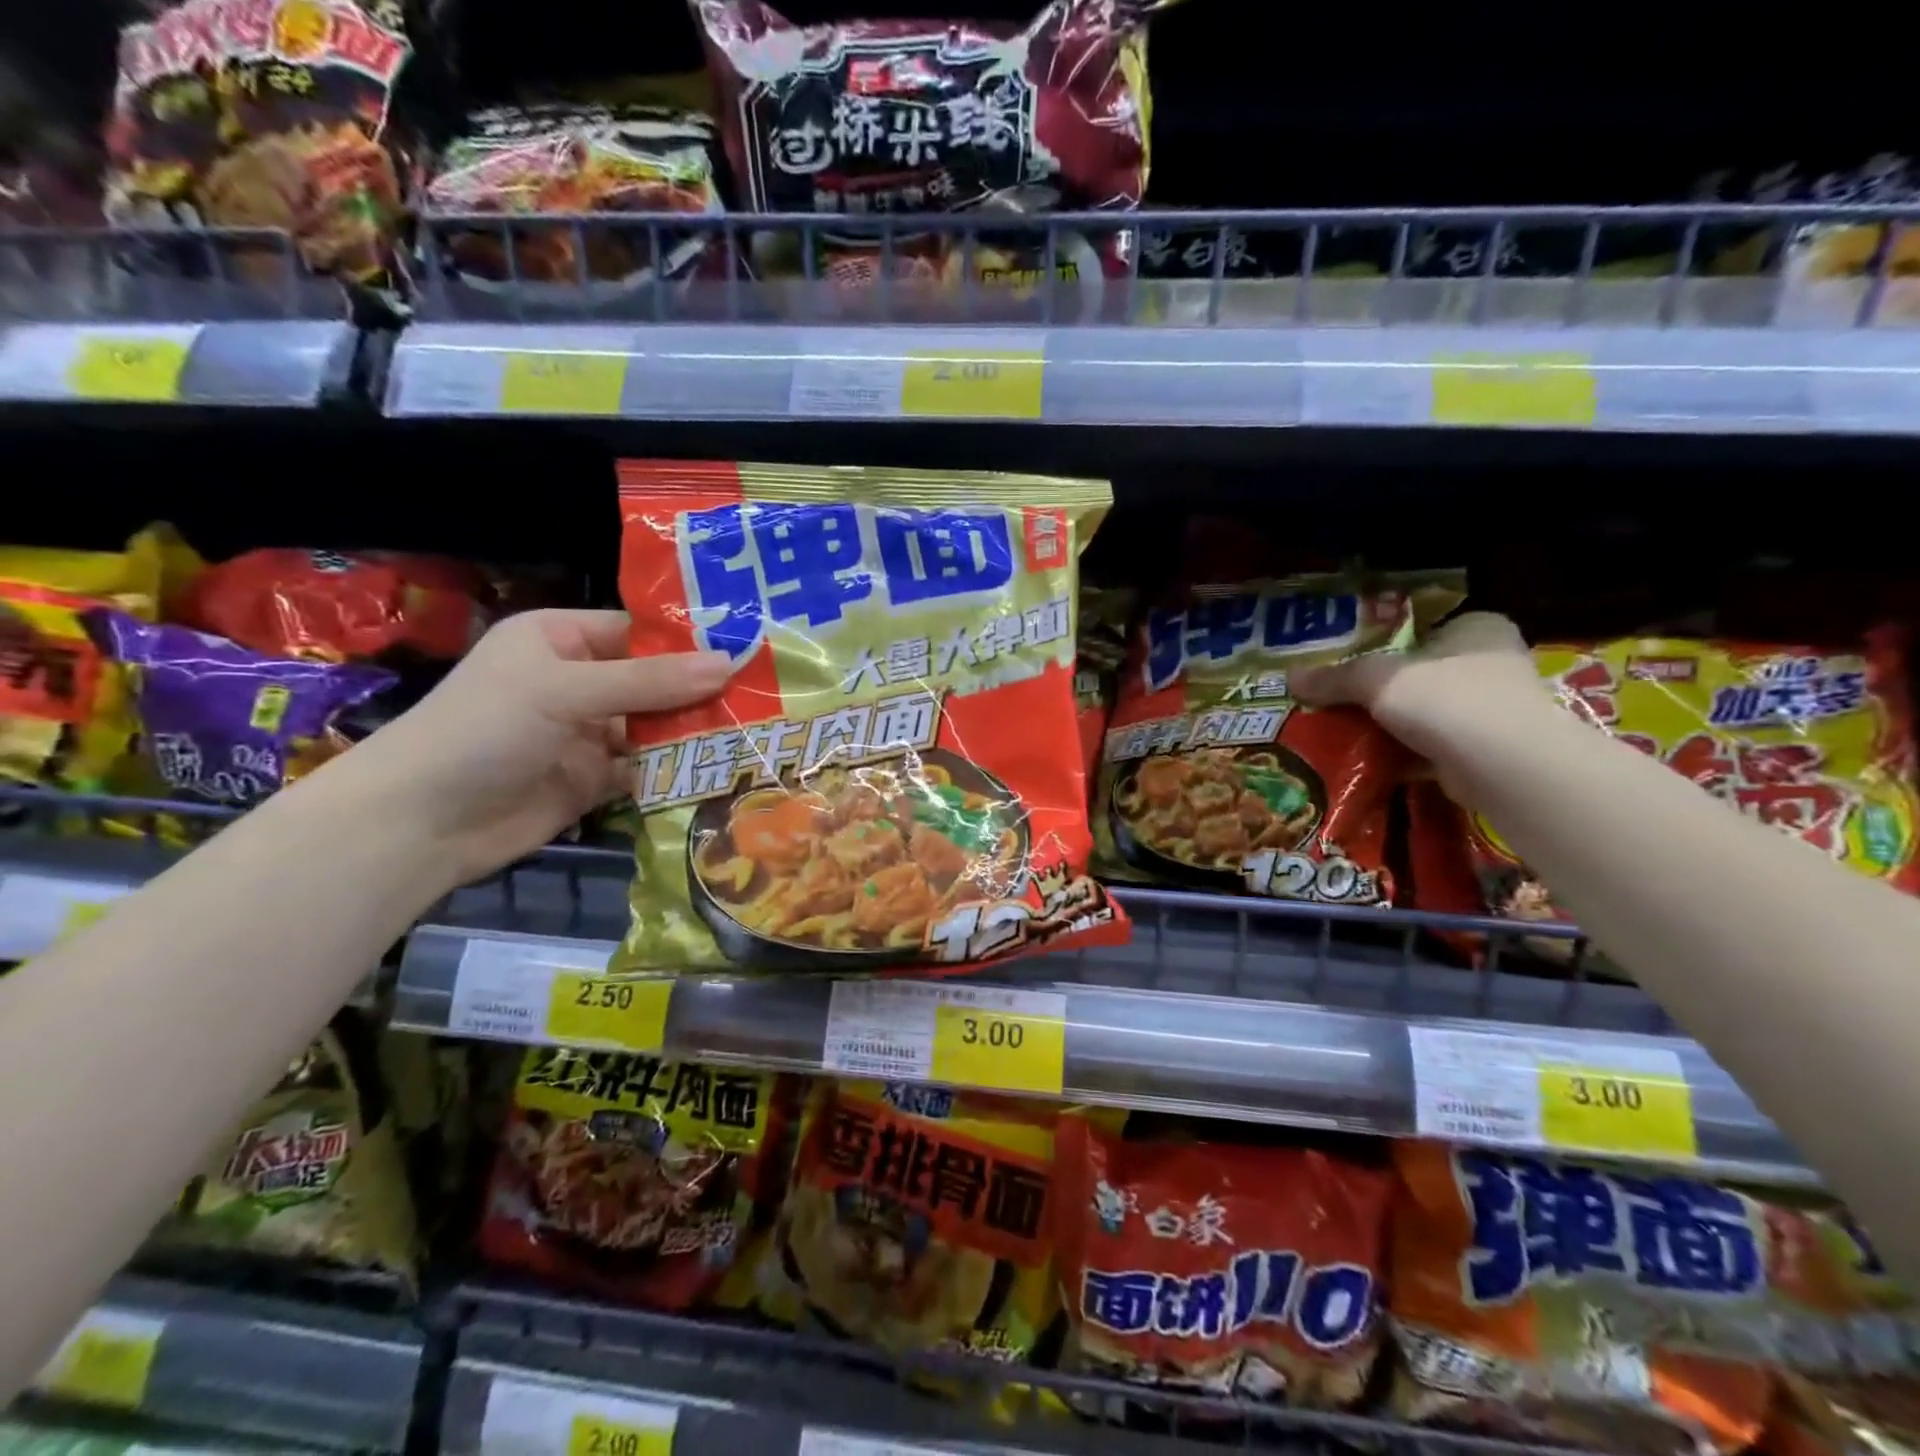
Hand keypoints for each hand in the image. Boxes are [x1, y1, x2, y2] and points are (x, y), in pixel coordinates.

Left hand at [344, 610, 730, 887]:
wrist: (421, 823)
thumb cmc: (486, 729)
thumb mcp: (566, 690)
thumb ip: (649, 681)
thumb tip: (729, 664)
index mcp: (561, 640)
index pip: (638, 632)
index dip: (689, 640)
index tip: (749, 648)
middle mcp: (577, 681)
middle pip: (653, 681)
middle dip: (700, 690)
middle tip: (766, 695)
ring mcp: (586, 733)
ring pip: (654, 727)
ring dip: (694, 731)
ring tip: (756, 731)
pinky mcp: (593, 780)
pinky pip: (645, 768)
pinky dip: (676, 769)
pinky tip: (721, 769)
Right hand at [1290, 612, 1557, 792]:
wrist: (1504, 766)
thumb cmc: (1446, 699)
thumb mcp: (1375, 679)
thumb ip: (1334, 677)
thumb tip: (1288, 678)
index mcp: (1476, 628)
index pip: (1422, 628)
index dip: (1383, 642)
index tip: (1346, 659)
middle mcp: (1490, 663)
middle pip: (1419, 672)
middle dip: (1380, 690)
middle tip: (1335, 697)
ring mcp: (1492, 710)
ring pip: (1424, 712)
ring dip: (1388, 724)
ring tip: (1341, 730)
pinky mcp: (1485, 751)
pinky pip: (1430, 747)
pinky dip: (1400, 754)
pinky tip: (1365, 759)